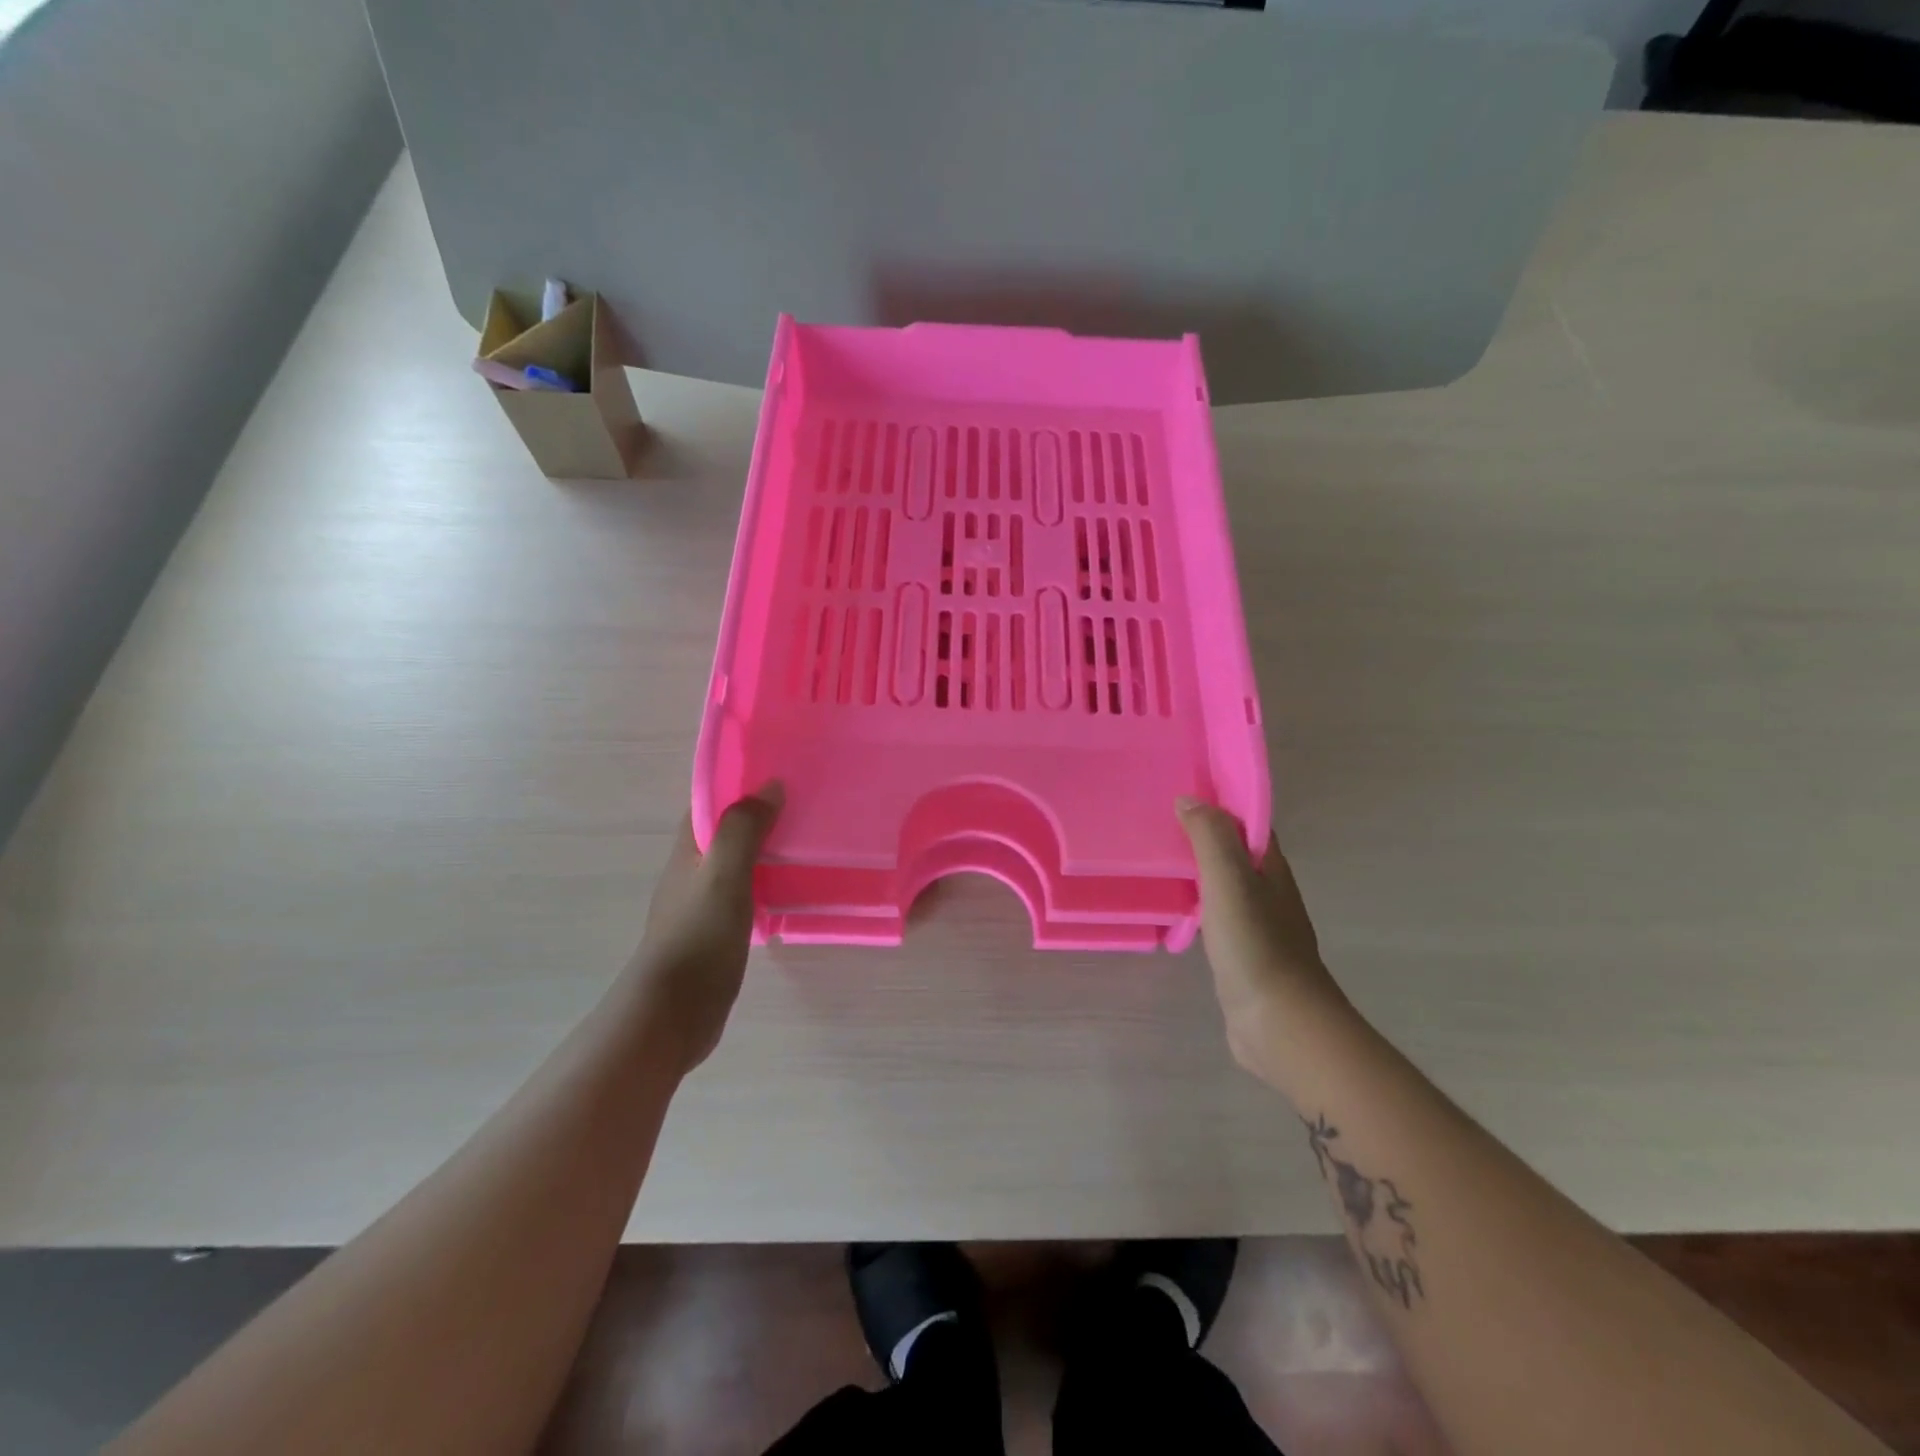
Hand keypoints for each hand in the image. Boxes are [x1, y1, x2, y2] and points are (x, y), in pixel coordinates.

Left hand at [630, 787, 781, 1073]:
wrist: (671, 1015)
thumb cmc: (698, 938)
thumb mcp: (723, 876)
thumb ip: (744, 829)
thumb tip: (770, 785)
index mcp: (689, 851)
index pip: (711, 803)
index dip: (740, 784)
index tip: (780, 772)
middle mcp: (693, 872)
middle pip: (727, 832)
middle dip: (760, 816)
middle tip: (807, 804)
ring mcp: (703, 904)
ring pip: (738, 864)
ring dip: (767, 851)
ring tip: (808, 841)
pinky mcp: (717, 933)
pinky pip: (746, 895)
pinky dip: (767, 884)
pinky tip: (793, 889)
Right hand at [1178, 799, 1346, 1080]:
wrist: (1279, 1023)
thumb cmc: (1255, 944)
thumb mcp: (1230, 880)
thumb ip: (1210, 837)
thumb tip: (1189, 799)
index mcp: (1270, 868)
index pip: (1247, 822)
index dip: (1220, 802)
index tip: (1182, 788)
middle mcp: (1268, 891)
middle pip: (1235, 851)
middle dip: (1203, 833)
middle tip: (1158, 821)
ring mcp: (1256, 925)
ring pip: (1224, 884)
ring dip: (1197, 869)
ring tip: (1157, 857)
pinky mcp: (1241, 954)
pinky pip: (1215, 915)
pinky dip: (1195, 903)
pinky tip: (1173, 907)